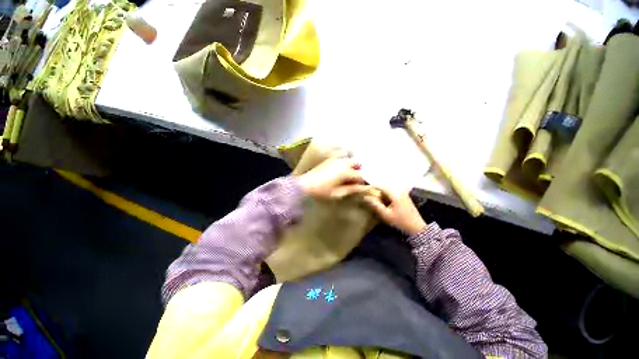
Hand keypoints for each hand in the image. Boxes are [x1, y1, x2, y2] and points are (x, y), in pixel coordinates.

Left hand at [297, 155, 370, 199]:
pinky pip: (342, 160)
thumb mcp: (338, 193)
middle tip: (354, 181)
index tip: (360, 188)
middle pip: (357, 164)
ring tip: (347, 178)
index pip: (360, 175)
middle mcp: (342, 163)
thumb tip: (364, 188)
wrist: (306, 185)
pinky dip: (345, 165)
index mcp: (346, 171)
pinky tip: (340, 174)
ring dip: (352, 168)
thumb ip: (352, 189)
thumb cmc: (322, 191)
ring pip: (350, 161)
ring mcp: (335, 160)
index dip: (362, 182)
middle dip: (359, 171)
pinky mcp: (329, 160)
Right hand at [363, 189, 427, 236]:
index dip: (371, 188)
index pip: (380, 186)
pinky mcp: (404, 197)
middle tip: (368, 197)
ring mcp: (403, 193)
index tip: (364, 192)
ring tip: (374, 200)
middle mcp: (399, 190)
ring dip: (381, 195)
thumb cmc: (400, 221)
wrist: (417, 228)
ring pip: (387, 191)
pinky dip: (386, 197)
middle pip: (384, 188)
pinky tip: (383, 203)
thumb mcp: (386, 214)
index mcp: (395, 193)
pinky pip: (392, 194)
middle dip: (376, 192)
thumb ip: (375, 205)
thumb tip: (366, 197)